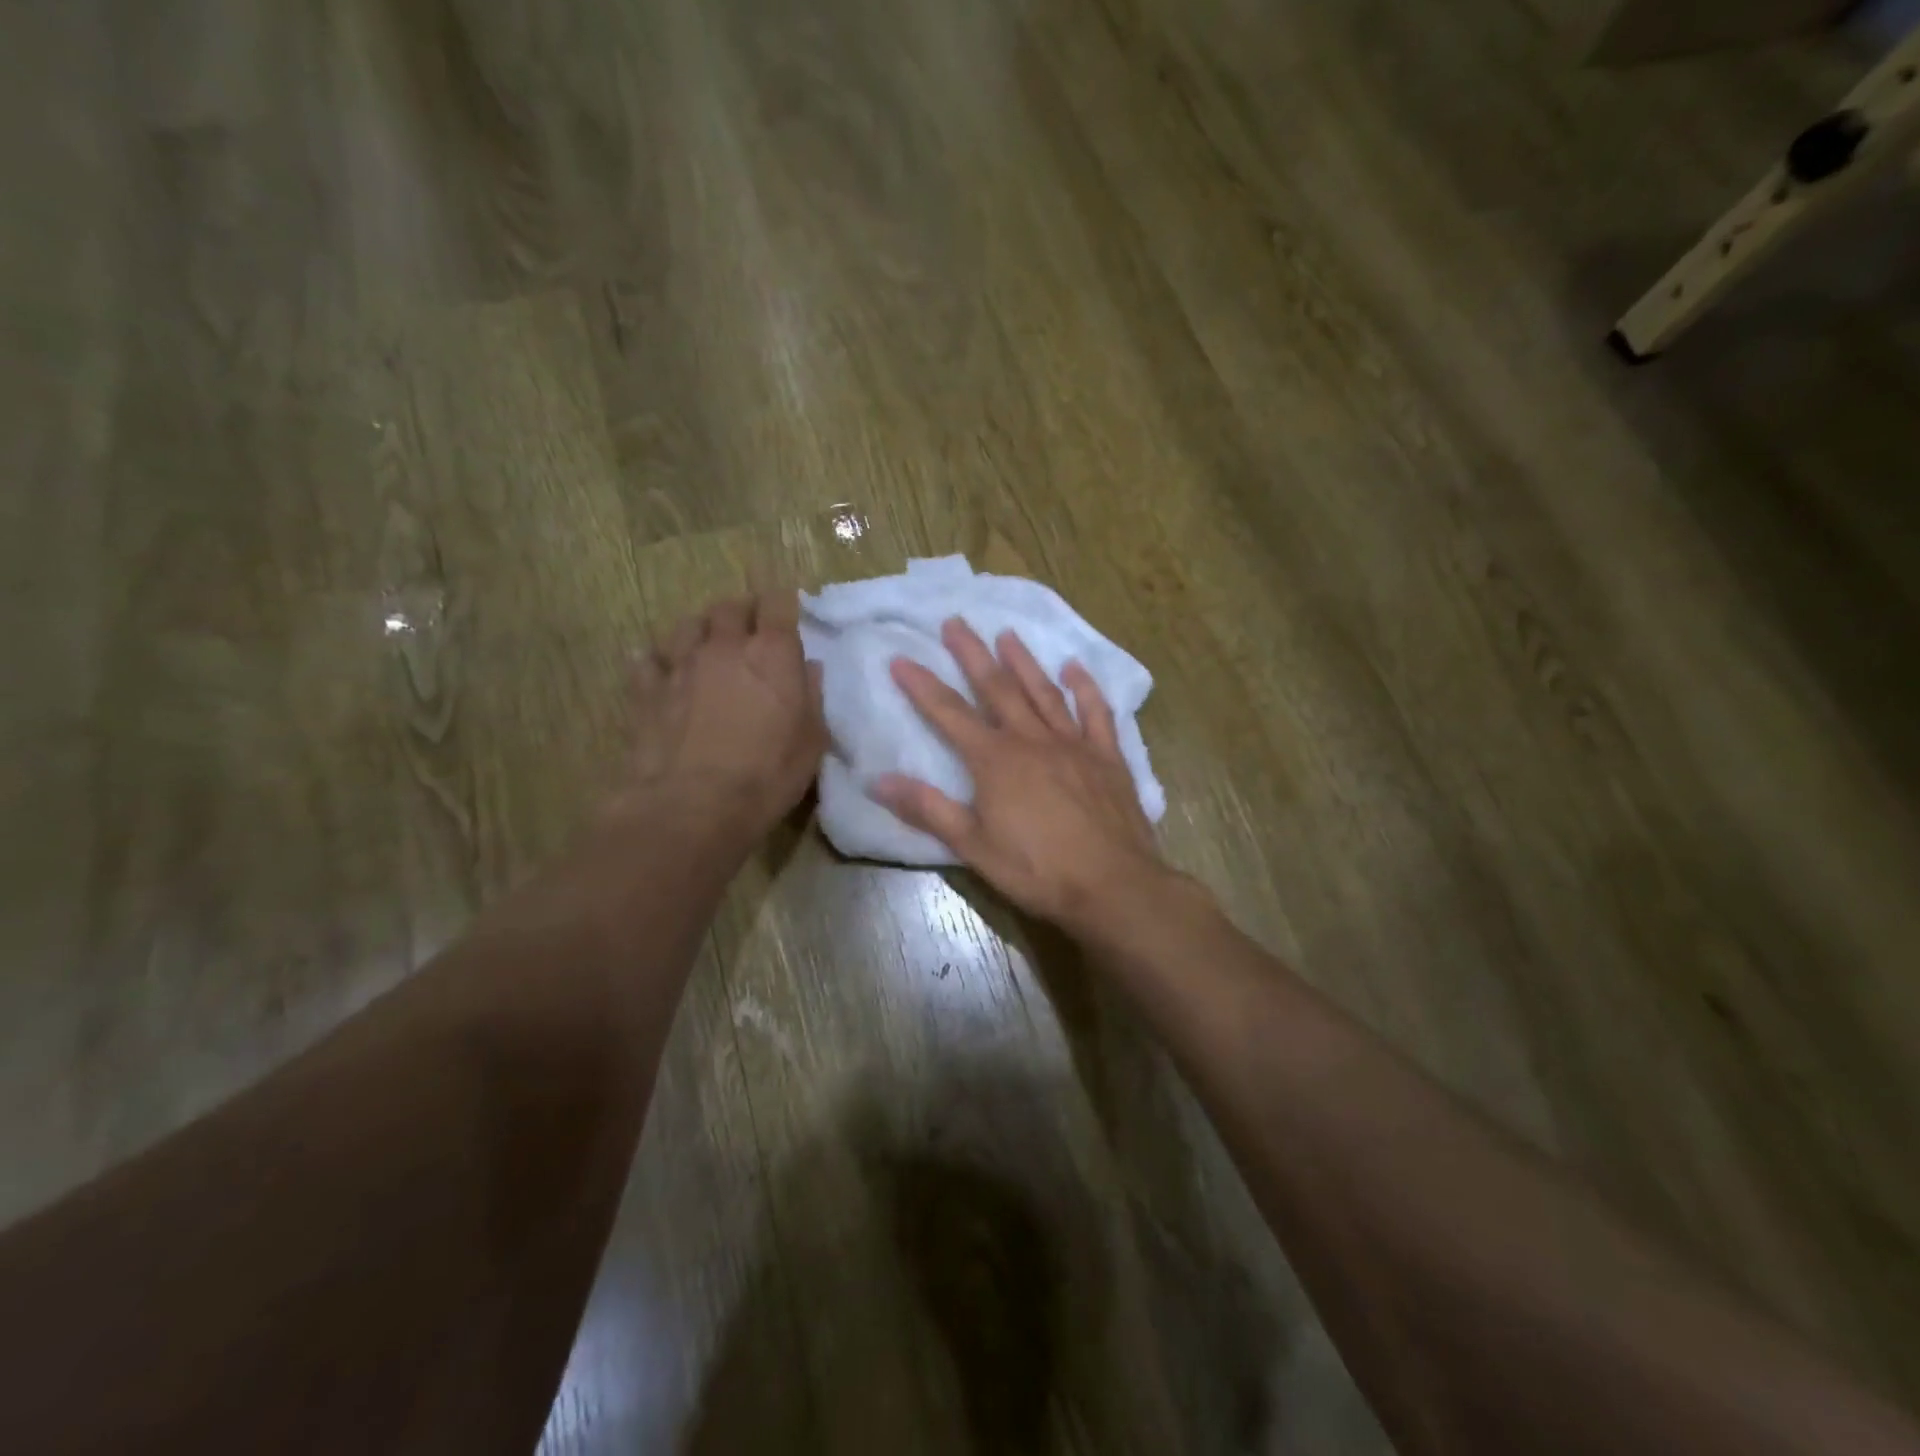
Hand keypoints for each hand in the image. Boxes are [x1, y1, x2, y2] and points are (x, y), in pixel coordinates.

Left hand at [616, 592, 826, 841]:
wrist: (693, 806)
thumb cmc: (767, 775)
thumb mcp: (811, 740)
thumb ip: (811, 696)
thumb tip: (808, 668)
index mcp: (771, 653)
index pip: (778, 604)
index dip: (784, 603)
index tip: (788, 611)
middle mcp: (724, 646)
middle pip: (730, 607)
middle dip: (742, 612)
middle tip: (750, 630)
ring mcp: (680, 665)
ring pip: (687, 625)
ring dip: (701, 629)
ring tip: (708, 645)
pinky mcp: (646, 690)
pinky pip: (647, 660)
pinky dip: (657, 660)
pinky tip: (662, 670)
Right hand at [872, 619, 1168, 935]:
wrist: (1112, 885)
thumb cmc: (1037, 871)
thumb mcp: (973, 846)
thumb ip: (927, 809)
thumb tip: (878, 780)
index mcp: (995, 760)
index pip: (949, 714)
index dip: (922, 685)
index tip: (900, 658)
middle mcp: (1032, 740)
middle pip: (997, 688)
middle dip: (972, 654)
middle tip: (956, 621)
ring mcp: (1073, 744)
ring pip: (1044, 691)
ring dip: (1023, 661)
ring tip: (1007, 633)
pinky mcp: (1107, 756)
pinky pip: (1095, 712)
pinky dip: (1085, 687)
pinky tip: (1075, 668)